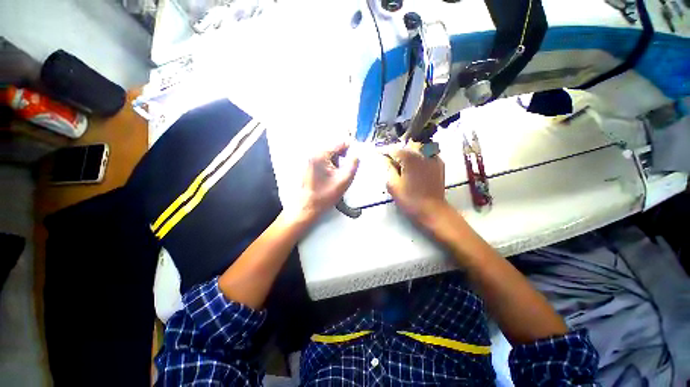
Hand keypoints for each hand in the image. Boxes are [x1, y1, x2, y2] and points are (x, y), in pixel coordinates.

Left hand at [296, 142, 358, 222]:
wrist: (309, 206)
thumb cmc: (325, 195)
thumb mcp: (344, 180)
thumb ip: (353, 165)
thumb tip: (356, 156)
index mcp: (321, 156)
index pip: (339, 144)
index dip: (350, 149)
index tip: (355, 156)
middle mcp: (314, 156)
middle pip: (334, 149)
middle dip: (342, 158)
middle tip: (345, 171)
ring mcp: (311, 161)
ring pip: (330, 156)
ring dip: (337, 163)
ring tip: (337, 176)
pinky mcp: (311, 167)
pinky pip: (325, 162)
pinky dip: (331, 167)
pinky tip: (332, 177)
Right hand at [385, 146, 449, 226]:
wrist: (432, 210)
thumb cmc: (410, 199)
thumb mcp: (393, 185)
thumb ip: (388, 169)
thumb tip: (386, 159)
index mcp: (410, 158)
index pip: (393, 149)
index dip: (384, 150)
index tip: (377, 152)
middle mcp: (423, 153)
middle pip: (406, 146)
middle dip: (397, 150)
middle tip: (389, 158)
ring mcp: (433, 158)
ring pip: (417, 148)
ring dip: (408, 152)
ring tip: (401, 161)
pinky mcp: (439, 164)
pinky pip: (426, 154)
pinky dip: (418, 156)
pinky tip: (414, 165)